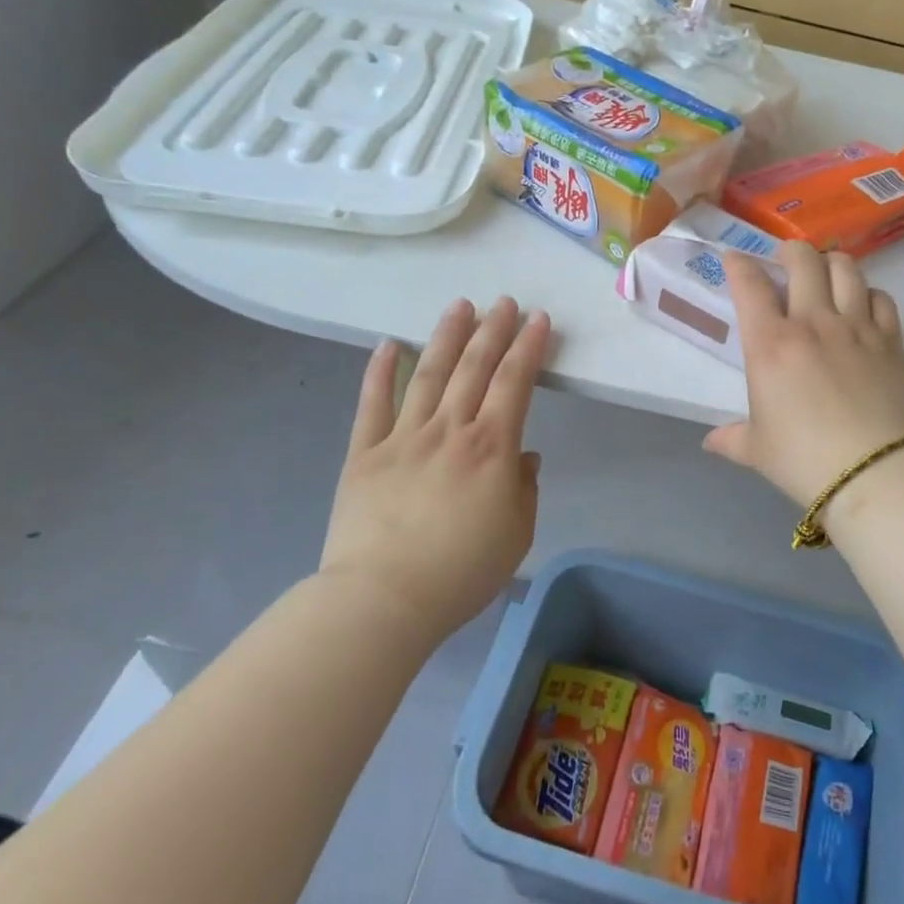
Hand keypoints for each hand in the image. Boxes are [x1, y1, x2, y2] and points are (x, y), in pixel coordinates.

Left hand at [321, 297, 550, 646]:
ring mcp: (403, 437)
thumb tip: (523, 456)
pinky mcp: (364, 453)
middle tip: (504, 302)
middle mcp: (450, 430)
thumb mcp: (516, 534)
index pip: (515, 383)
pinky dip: (381, 371)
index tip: (538, 320)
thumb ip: (524, 489)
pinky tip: (390, 344)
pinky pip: (372, 404)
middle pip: (474, 368)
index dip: (529, 347)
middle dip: (493, 330)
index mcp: (491, 448)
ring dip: (447, 336)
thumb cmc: (460, 572)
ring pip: (429, 374)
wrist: (382, 601)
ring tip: (460, 306)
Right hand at [704, 242, 903, 507]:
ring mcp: (856, 327)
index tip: (734, 260)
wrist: (874, 472)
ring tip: (825, 273)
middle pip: (803, 260)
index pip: (749, 284)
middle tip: (785, 261)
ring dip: (831, 264)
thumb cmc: (803, 460)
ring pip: (847, 269)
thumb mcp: (758, 450)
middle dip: (790, 251)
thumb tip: (711, 442)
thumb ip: (732, 438)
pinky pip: (881, 298)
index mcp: (770, 343)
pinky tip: (863, 306)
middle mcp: (813, 322)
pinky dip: (869, 294)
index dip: (738, 264)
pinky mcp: (890, 340)